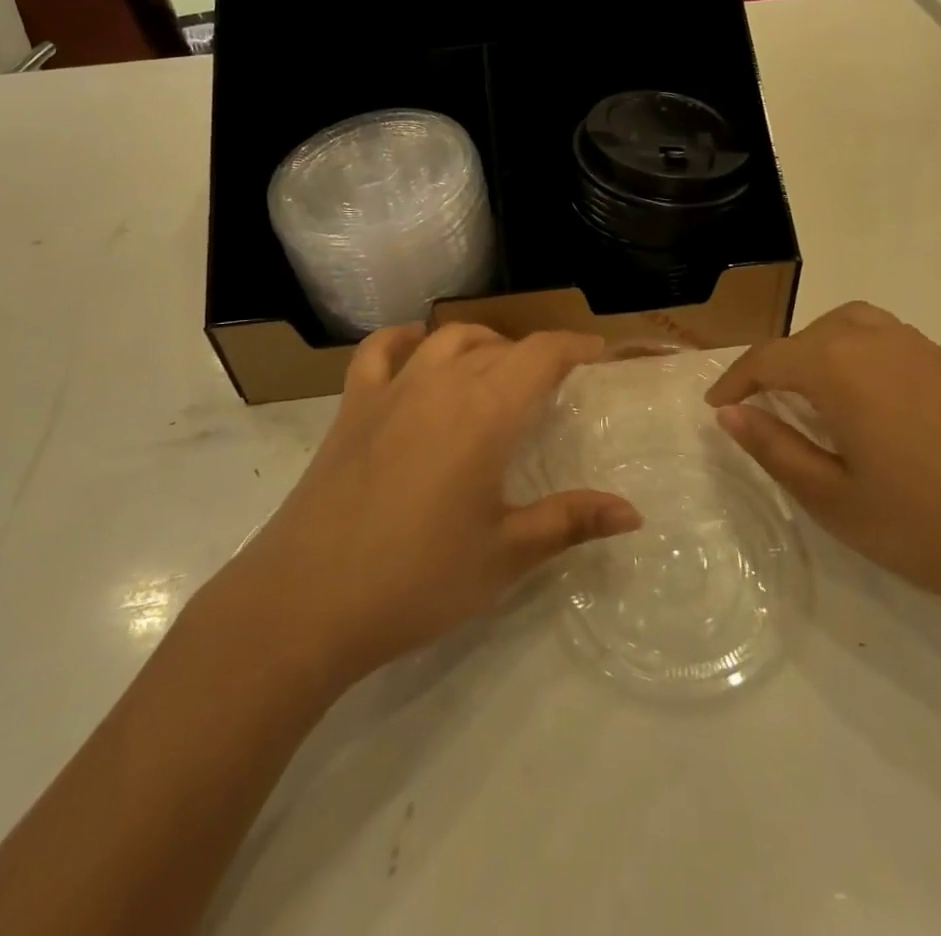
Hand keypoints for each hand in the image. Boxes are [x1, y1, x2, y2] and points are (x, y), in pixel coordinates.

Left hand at [221, 324, 641, 686]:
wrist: (307, 601)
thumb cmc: (418, 579)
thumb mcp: (505, 555)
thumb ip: (570, 521)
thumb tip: (633, 512)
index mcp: (486, 412)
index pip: (543, 354)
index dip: (576, 347)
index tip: (600, 355)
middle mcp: (442, 383)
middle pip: (499, 346)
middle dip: (534, 355)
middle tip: (553, 387)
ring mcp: (391, 389)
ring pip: (447, 339)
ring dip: (481, 343)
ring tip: (497, 368)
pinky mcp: (352, 405)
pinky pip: (380, 351)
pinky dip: (405, 339)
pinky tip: (417, 350)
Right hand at [706, 301, 940, 625]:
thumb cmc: (928, 527)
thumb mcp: (834, 498)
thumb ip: (774, 448)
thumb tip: (730, 414)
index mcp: (841, 368)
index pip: (769, 359)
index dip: (735, 381)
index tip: (715, 407)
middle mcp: (877, 341)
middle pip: (808, 336)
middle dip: (776, 365)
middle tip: (762, 408)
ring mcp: (921, 349)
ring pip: (849, 325)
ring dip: (817, 350)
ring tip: (810, 395)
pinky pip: (885, 338)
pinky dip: (855, 352)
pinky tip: (866, 401)